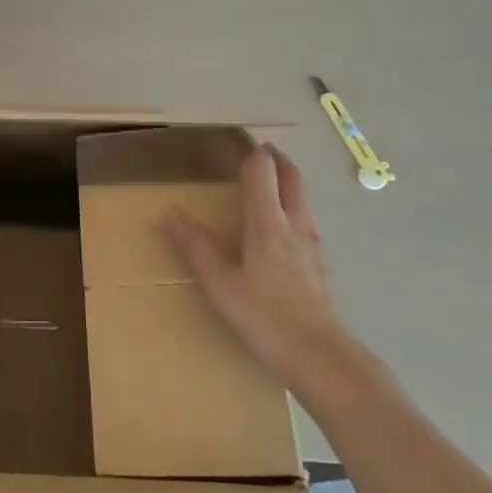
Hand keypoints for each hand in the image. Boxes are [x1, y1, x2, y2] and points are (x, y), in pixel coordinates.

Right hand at [163, 145, 353, 392]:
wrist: (320, 356)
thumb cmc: (265, 317)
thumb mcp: (220, 283)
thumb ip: (196, 246)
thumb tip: (171, 211)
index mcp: (267, 222)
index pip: (261, 170)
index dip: (248, 150)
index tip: (234, 136)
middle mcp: (293, 225)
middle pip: (290, 178)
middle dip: (275, 159)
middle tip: (260, 149)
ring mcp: (311, 245)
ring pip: (301, 199)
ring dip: (287, 182)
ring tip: (270, 182)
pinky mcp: (317, 266)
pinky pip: (304, 221)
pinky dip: (292, 207)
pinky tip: (282, 228)